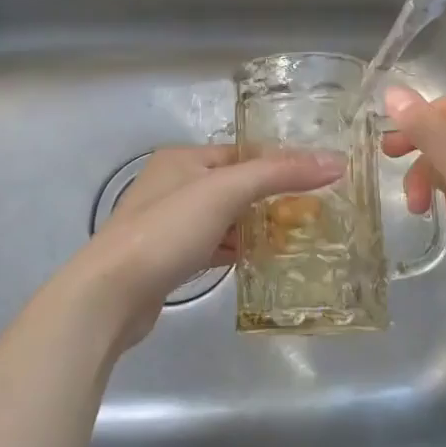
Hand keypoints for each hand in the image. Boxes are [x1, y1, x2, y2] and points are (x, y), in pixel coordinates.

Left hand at [63, 144, 345, 353]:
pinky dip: (235, 250)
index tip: (319, 179)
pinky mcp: (168, 258)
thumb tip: (335, 161)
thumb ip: (279, 173)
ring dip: (255, 227)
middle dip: (271, 198)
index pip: (242, 152)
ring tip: (297, 238)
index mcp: (183, 158)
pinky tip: (260, 261)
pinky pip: (212, 245)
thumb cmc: (168, 230)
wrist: (111, 293)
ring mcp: (168, 223)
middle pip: (234, 185)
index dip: (279, 163)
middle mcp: (174, 184)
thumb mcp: (226, 191)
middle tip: (314, 213)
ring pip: (224, 218)